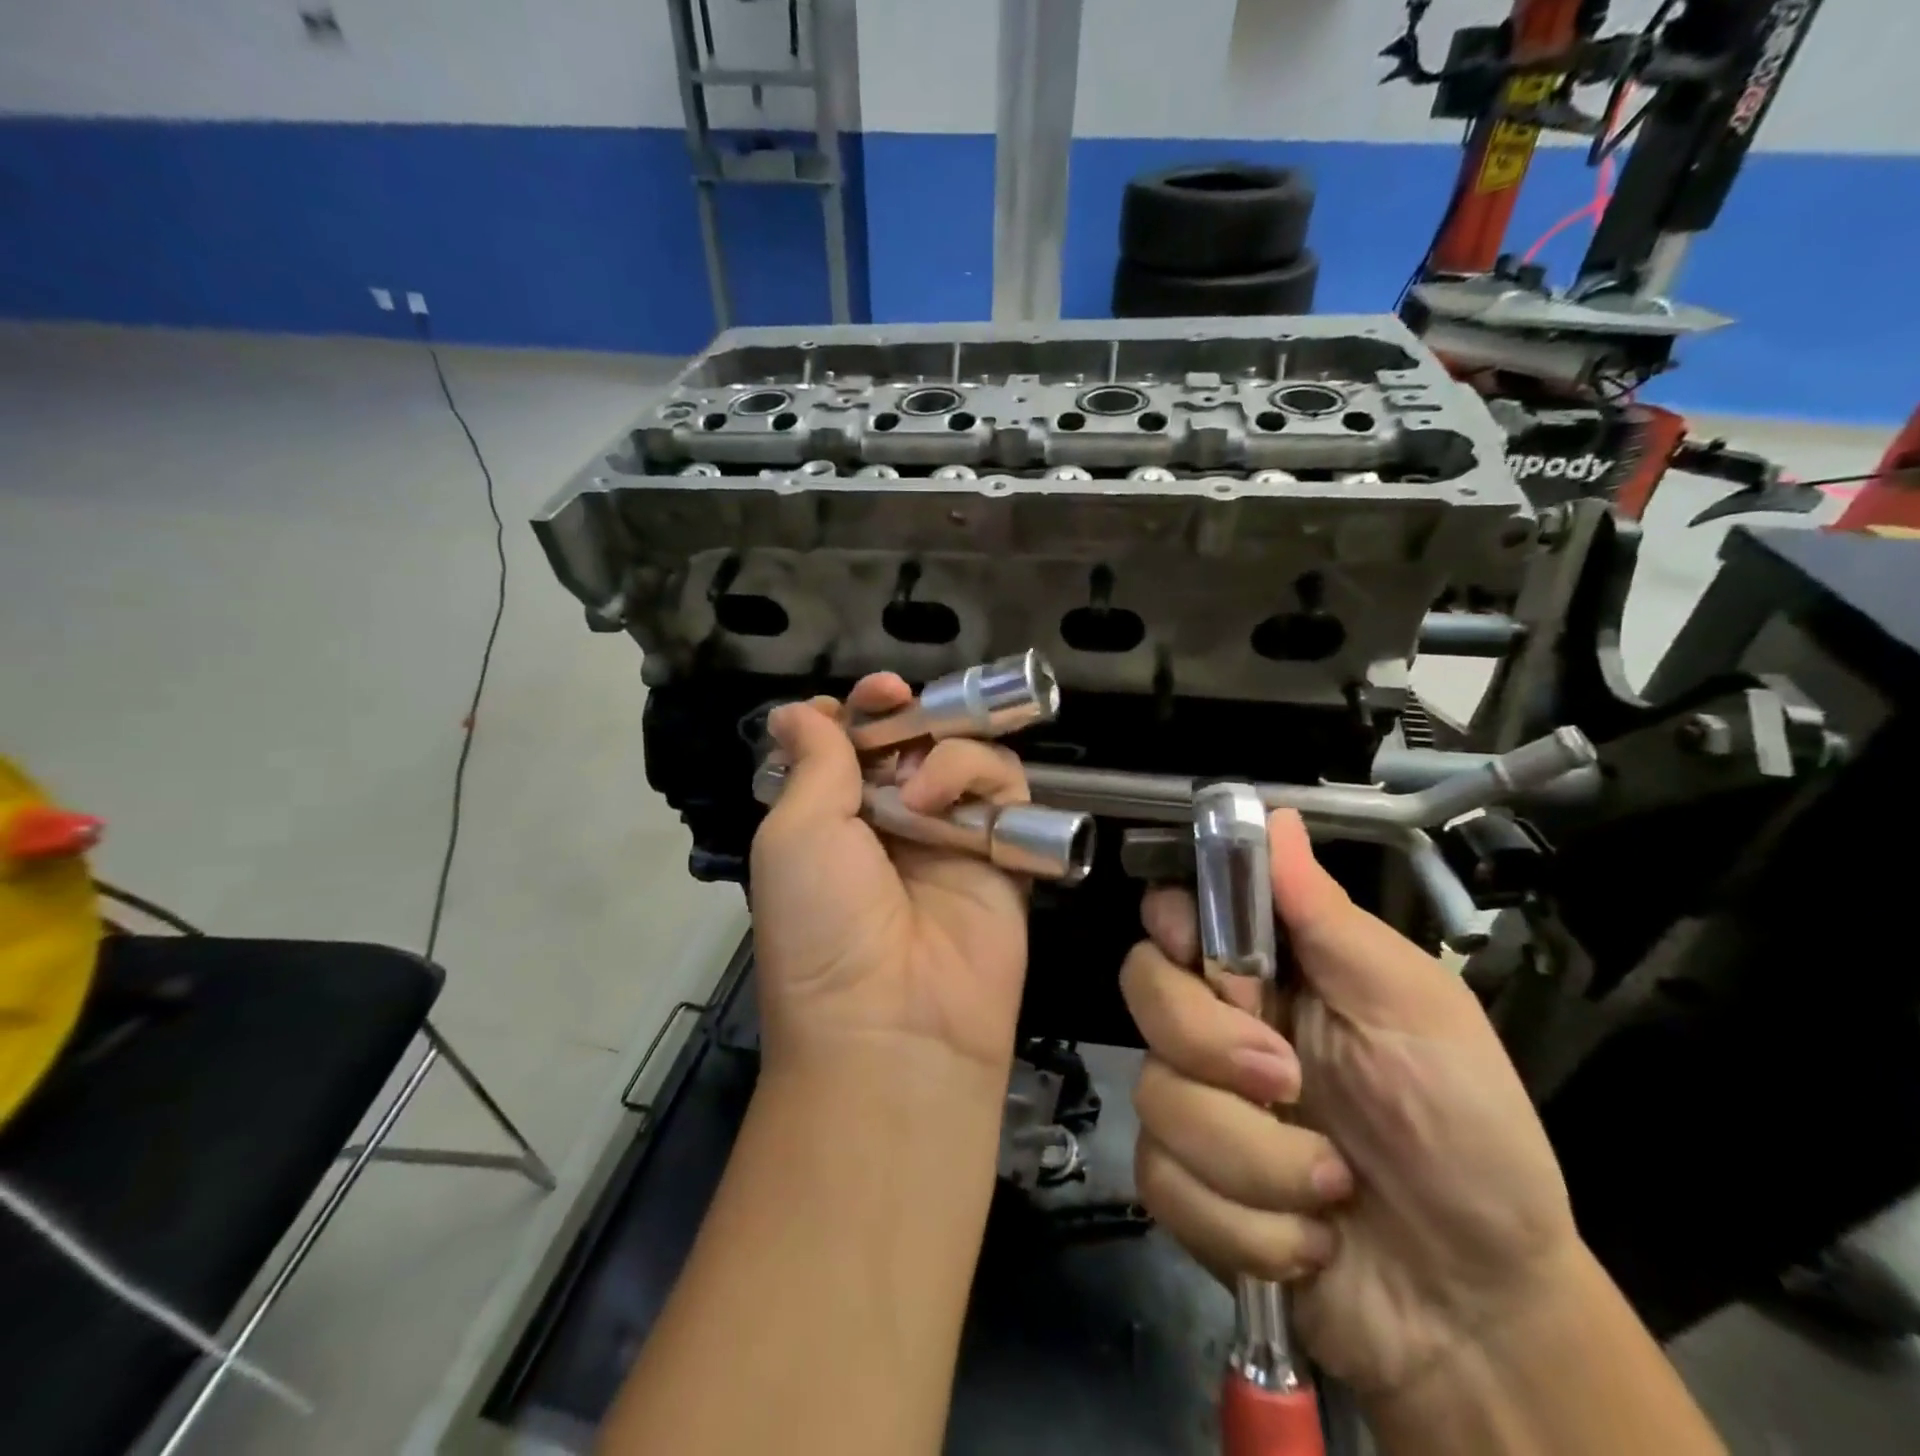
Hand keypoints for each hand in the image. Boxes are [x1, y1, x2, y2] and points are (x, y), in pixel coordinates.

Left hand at [749, 674, 1031, 1078]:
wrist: (893, 1023)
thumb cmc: (823, 922)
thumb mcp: (794, 833)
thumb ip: (811, 761)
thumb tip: (797, 711)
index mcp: (833, 818)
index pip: (853, 743)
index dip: (859, 709)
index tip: (868, 694)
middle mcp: (892, 822)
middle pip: (912, 739)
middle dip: (906, 713)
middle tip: (897, 700)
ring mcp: (950, 836)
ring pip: (963, 754)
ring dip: (941, 752)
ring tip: (918, 790)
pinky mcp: (1002, 853)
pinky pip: (1007, 790)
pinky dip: (980, 778)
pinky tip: (948, 805)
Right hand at [1122, 810, 1582, 1401]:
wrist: (1479, 1305)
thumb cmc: (1464, 1131)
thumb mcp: (1414, 1008)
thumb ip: (1329, 916)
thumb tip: (1275, 815)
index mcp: (1269, 972)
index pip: (1174, 914)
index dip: (1173, 924)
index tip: (1208, 958)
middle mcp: (1218, 1026)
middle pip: (1143, 989)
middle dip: (1210, 1044)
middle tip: (1288, 1080)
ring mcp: (1197, 1106)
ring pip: (1154, 1095)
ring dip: (1251, 1156)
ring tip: (1330, 1183)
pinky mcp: (1187, 1186)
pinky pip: (1164, 1180)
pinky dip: (1244, 1223)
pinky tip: (1304, 1235)